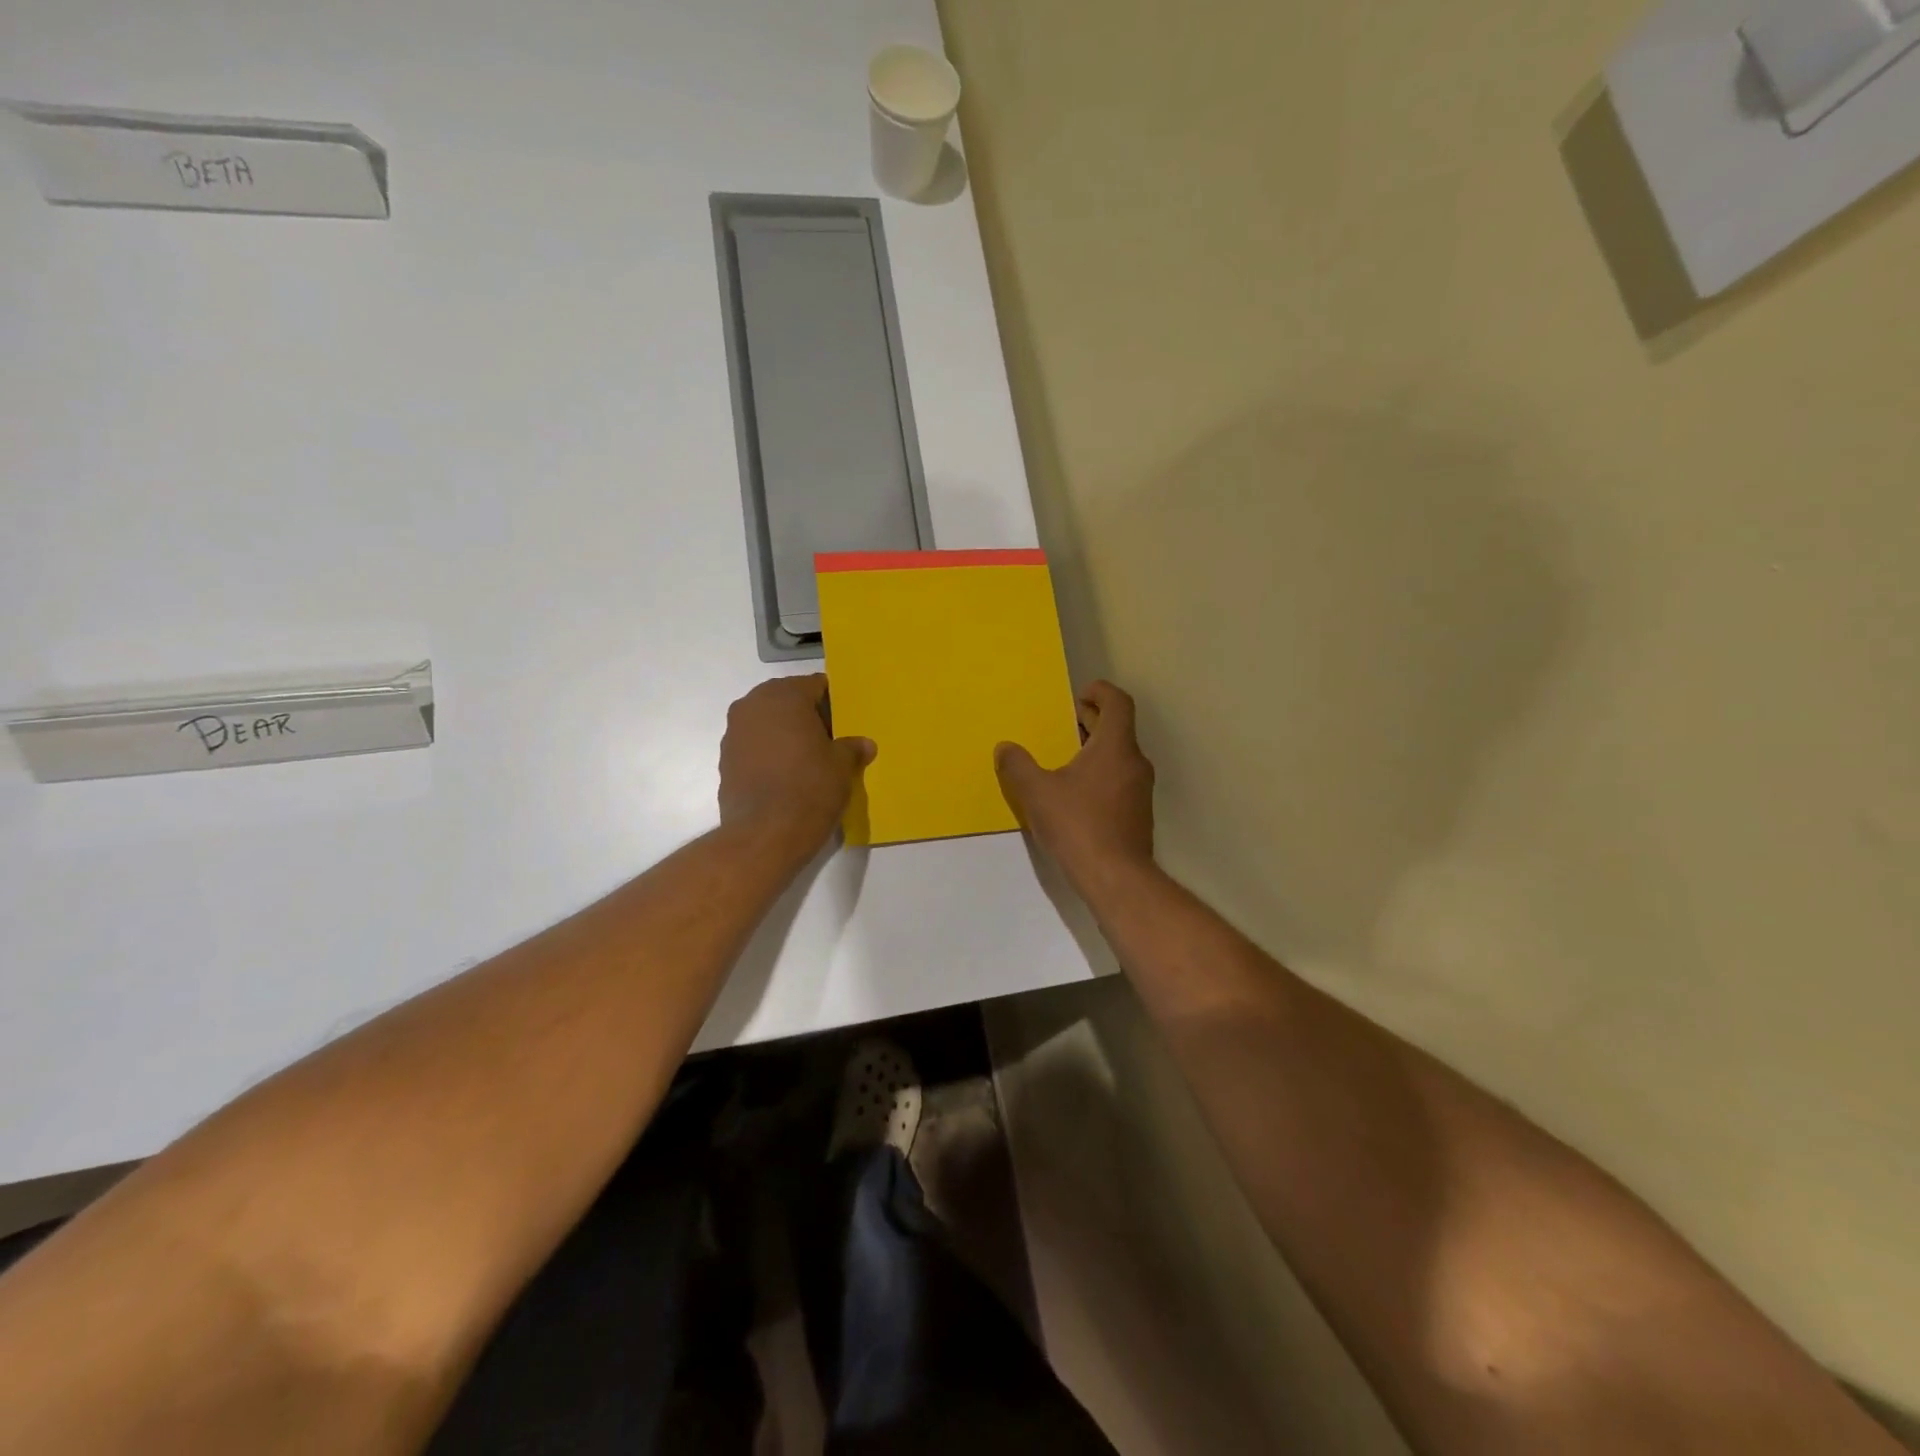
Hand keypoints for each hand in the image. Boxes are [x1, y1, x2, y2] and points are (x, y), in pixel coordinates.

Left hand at [719, 675, 874, 859]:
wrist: (764, 835)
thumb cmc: (810, 788)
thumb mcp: (842, 766)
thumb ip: (852, 748)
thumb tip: (864, 745)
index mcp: (784, 696)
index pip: (814, 685)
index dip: (833, 701)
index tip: (846, 720)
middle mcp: (753, 705)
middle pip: (787, 700)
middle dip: (807, 716)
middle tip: (831, 738)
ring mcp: (734, 733)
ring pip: (767, 723)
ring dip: (786, 734)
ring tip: (809, 758)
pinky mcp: (725, 760)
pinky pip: (754, 746)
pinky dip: (770, 753)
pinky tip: (787, 774)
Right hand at [995, 681, 1155, 895]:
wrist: (1116, 878)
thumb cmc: (1078, 826)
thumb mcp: (1037, 793)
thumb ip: (1018, 766)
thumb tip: (1005, 748)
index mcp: (1115, 747)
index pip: (1118, 702)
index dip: (1100, 692)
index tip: (1079, 697)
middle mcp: (1135, 762)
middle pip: (1119, 728)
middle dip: (1092, 721)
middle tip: (1065, 724)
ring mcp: (1140, 790)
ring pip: (1119, 756)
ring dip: (1095, 750)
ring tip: (1064, 759)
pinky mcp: (1138, 814)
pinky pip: (1120, 780)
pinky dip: (1101, 774)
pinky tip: (1076, 795)